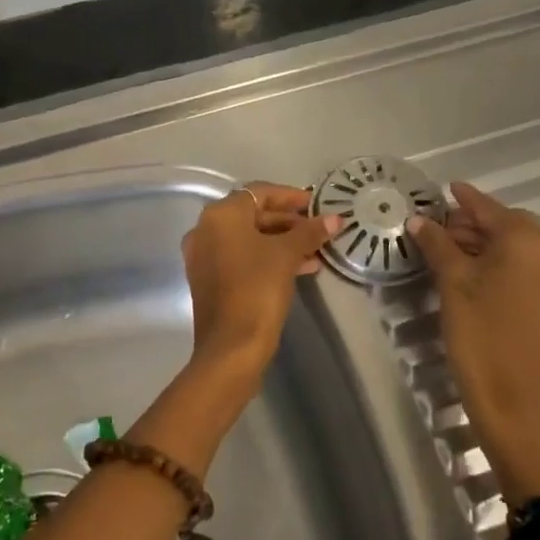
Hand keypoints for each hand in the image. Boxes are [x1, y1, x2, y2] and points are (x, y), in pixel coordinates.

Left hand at [181, 182, 338, 384]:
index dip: (291, 196)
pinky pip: (241, 257)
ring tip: (316, 251)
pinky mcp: (209, 279)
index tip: (317, 205)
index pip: (260, 193)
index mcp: (220, 215)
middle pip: (252, 214)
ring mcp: (204, 256)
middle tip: (318, 229)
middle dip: (289, 221)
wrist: (231, 346)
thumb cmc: (257, 289)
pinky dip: (267, 257)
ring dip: (282, 241)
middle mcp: (205, 230)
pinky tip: (300, 268)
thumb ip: (310, 232)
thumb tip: (335, 218)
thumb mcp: (287, 255)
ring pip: (249, 238)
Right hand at [406, 181, 539, 499]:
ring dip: (486, 243)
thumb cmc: (480, 334)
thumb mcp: (452, 283)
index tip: (446, 188)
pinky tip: (472, 273)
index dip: (465, 198)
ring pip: (517, 248)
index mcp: (527, 242)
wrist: (514, 401)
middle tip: (438, 228)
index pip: (490, 208)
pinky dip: (500, 262)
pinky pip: (525, 268)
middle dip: (474, 222)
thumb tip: (418, 220)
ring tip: (448, 250)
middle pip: (509, 225)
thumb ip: (437, 244)